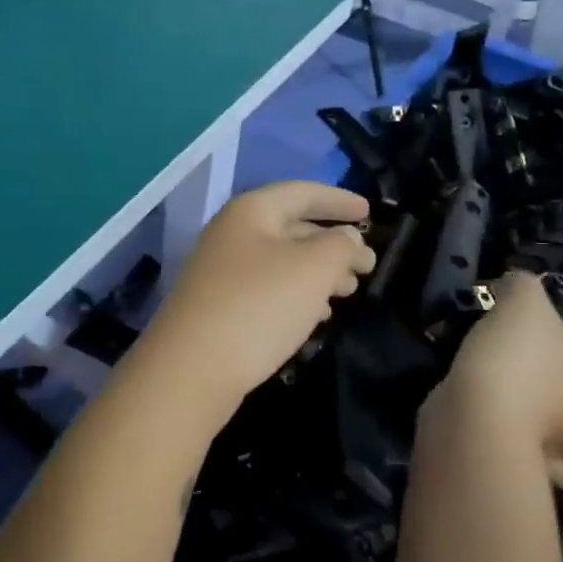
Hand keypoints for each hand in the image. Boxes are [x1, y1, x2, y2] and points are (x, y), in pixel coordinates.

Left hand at [131, 182, 376, 427]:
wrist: (191, 368)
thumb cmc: (258, 306)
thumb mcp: (313, 269)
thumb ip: (340, 246)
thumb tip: (348, 239)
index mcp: (251, 211)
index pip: (302, 192)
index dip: (339, 200)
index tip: (371, 212)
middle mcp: (232, 233)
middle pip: (292, 227)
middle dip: (333, 243)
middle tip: (367, 265)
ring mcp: (222, 271)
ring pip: (282, 261)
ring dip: (319, 272)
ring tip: (349, 292)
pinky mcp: (219, 306)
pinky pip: (268, 288)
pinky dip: (298, 295)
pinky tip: (317, 316)